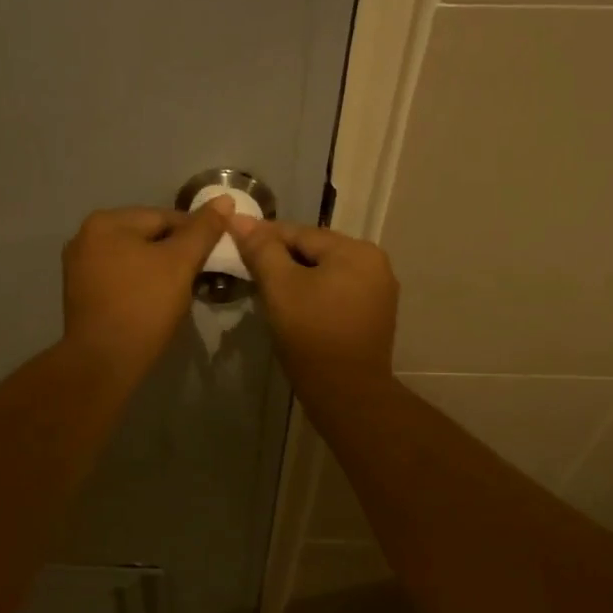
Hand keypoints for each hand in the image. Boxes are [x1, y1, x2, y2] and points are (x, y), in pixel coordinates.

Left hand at [61, 200, 231, 381]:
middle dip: (176, 252)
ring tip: (182, 290)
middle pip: (147, 236)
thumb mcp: (180, 263)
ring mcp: (79, 267)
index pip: (164, 217)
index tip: (217, 253)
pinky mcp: (81, 294)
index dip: (196, 233)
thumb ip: (203, 230)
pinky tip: (156, 302)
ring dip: (159, 269)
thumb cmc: (144, 305)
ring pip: (134, 258)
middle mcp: (85, 237)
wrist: (104, 361)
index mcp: (106, 222)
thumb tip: (225, 199)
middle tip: (202, 274)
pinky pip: (120, 278)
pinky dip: (140, 284)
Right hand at [226, 216, 397, 388]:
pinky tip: (293, 306)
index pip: (299, 233)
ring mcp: (378, 290)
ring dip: (297, 276)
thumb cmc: (311, 335)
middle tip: (247, 268)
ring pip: (325, 272)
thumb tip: (238, 217)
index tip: (233, 239)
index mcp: (356, 250)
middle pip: (315, 251)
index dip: (263, 236)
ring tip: (266, 288)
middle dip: (281, 257)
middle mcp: (375, 263)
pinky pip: (337, 292)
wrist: (346, 394)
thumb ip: (261, 250)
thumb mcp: (280, 288)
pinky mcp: (374, 315)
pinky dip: (314, 293)